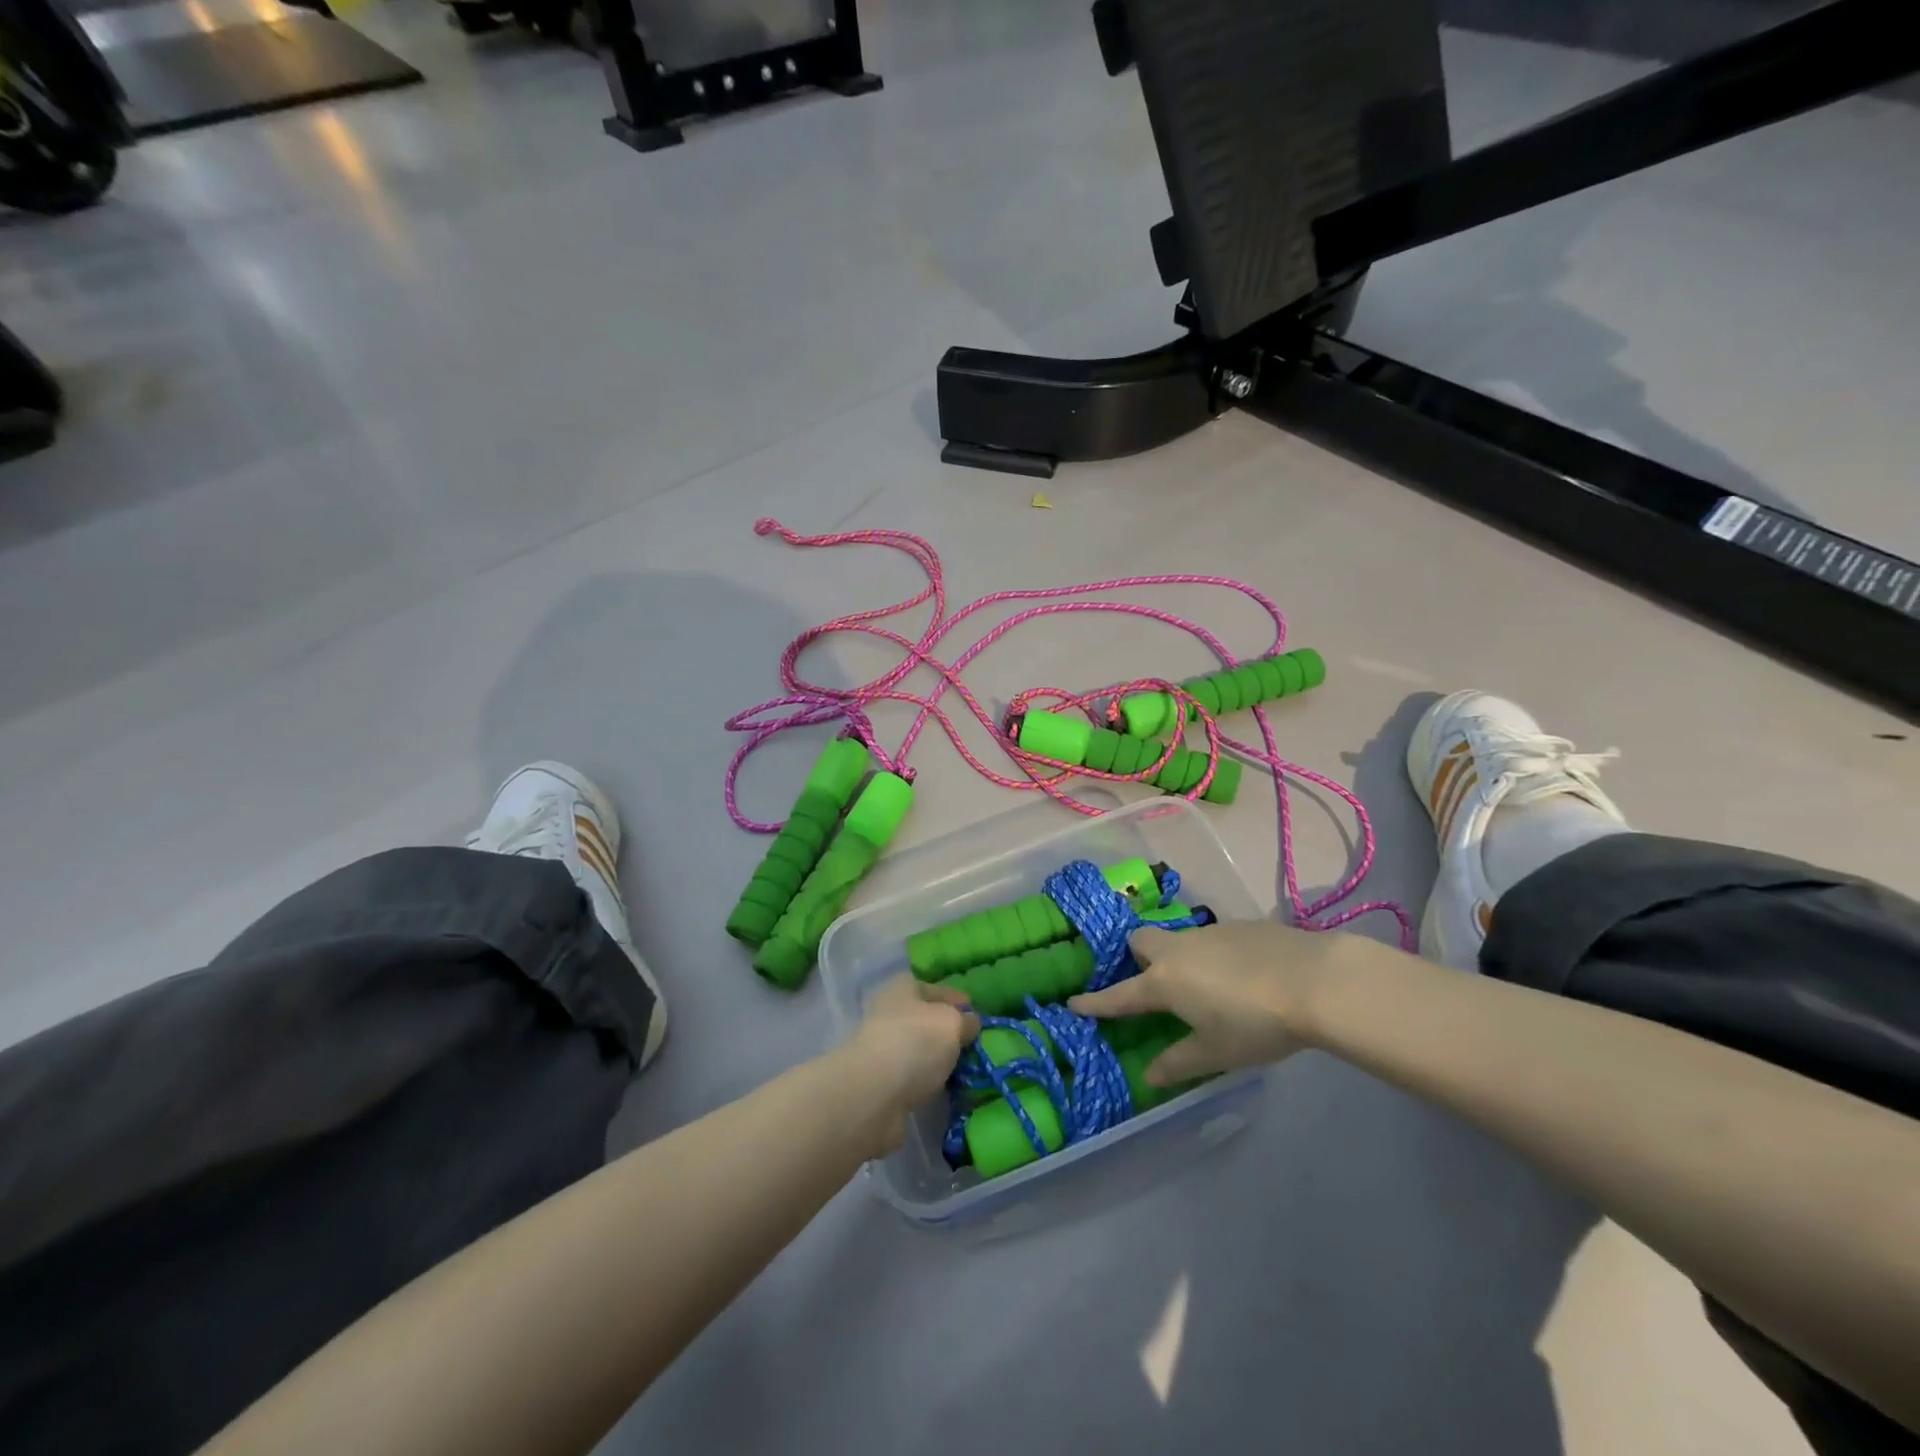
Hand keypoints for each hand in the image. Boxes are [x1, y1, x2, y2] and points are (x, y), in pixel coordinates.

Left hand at [846, 976, 979, 1153]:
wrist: (874, 1095)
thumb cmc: (916, 1042)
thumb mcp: (953, 1022)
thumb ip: (966, 1021)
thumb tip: (970, 1024)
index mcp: (903, 988)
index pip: (936, 988)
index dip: (958, 1001)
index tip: (979, 1018)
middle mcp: (889, 1014)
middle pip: (926, 1020)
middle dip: (949, 1033)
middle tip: (976, 1047)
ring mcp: (883, 1050)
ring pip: (920, 1051)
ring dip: (939, 1061)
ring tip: (966, 1072)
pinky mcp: (882, 1084)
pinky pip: (914, 1079)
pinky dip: (929, 1084)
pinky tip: (947, 1090)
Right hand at [1068, 920, 1350, 1086]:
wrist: (1314, 981)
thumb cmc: (1255, 1024)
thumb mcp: (1215, 1053)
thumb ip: (1178, 1062)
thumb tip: (1148, 1075)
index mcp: (1164, 982)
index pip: (1119, 995)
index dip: (1095, 1002)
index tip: (1072, 1002)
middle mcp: (1178, 950)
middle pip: (1140, 941)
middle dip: (1136, 958)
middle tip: (1153, 983)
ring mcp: (1208, 932)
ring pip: (1178, 938)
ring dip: (1178, 956)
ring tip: (1205, 984)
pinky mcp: (1240, 925)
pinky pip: (1212, 938)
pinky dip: (1213, 954)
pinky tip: (1242, 975)